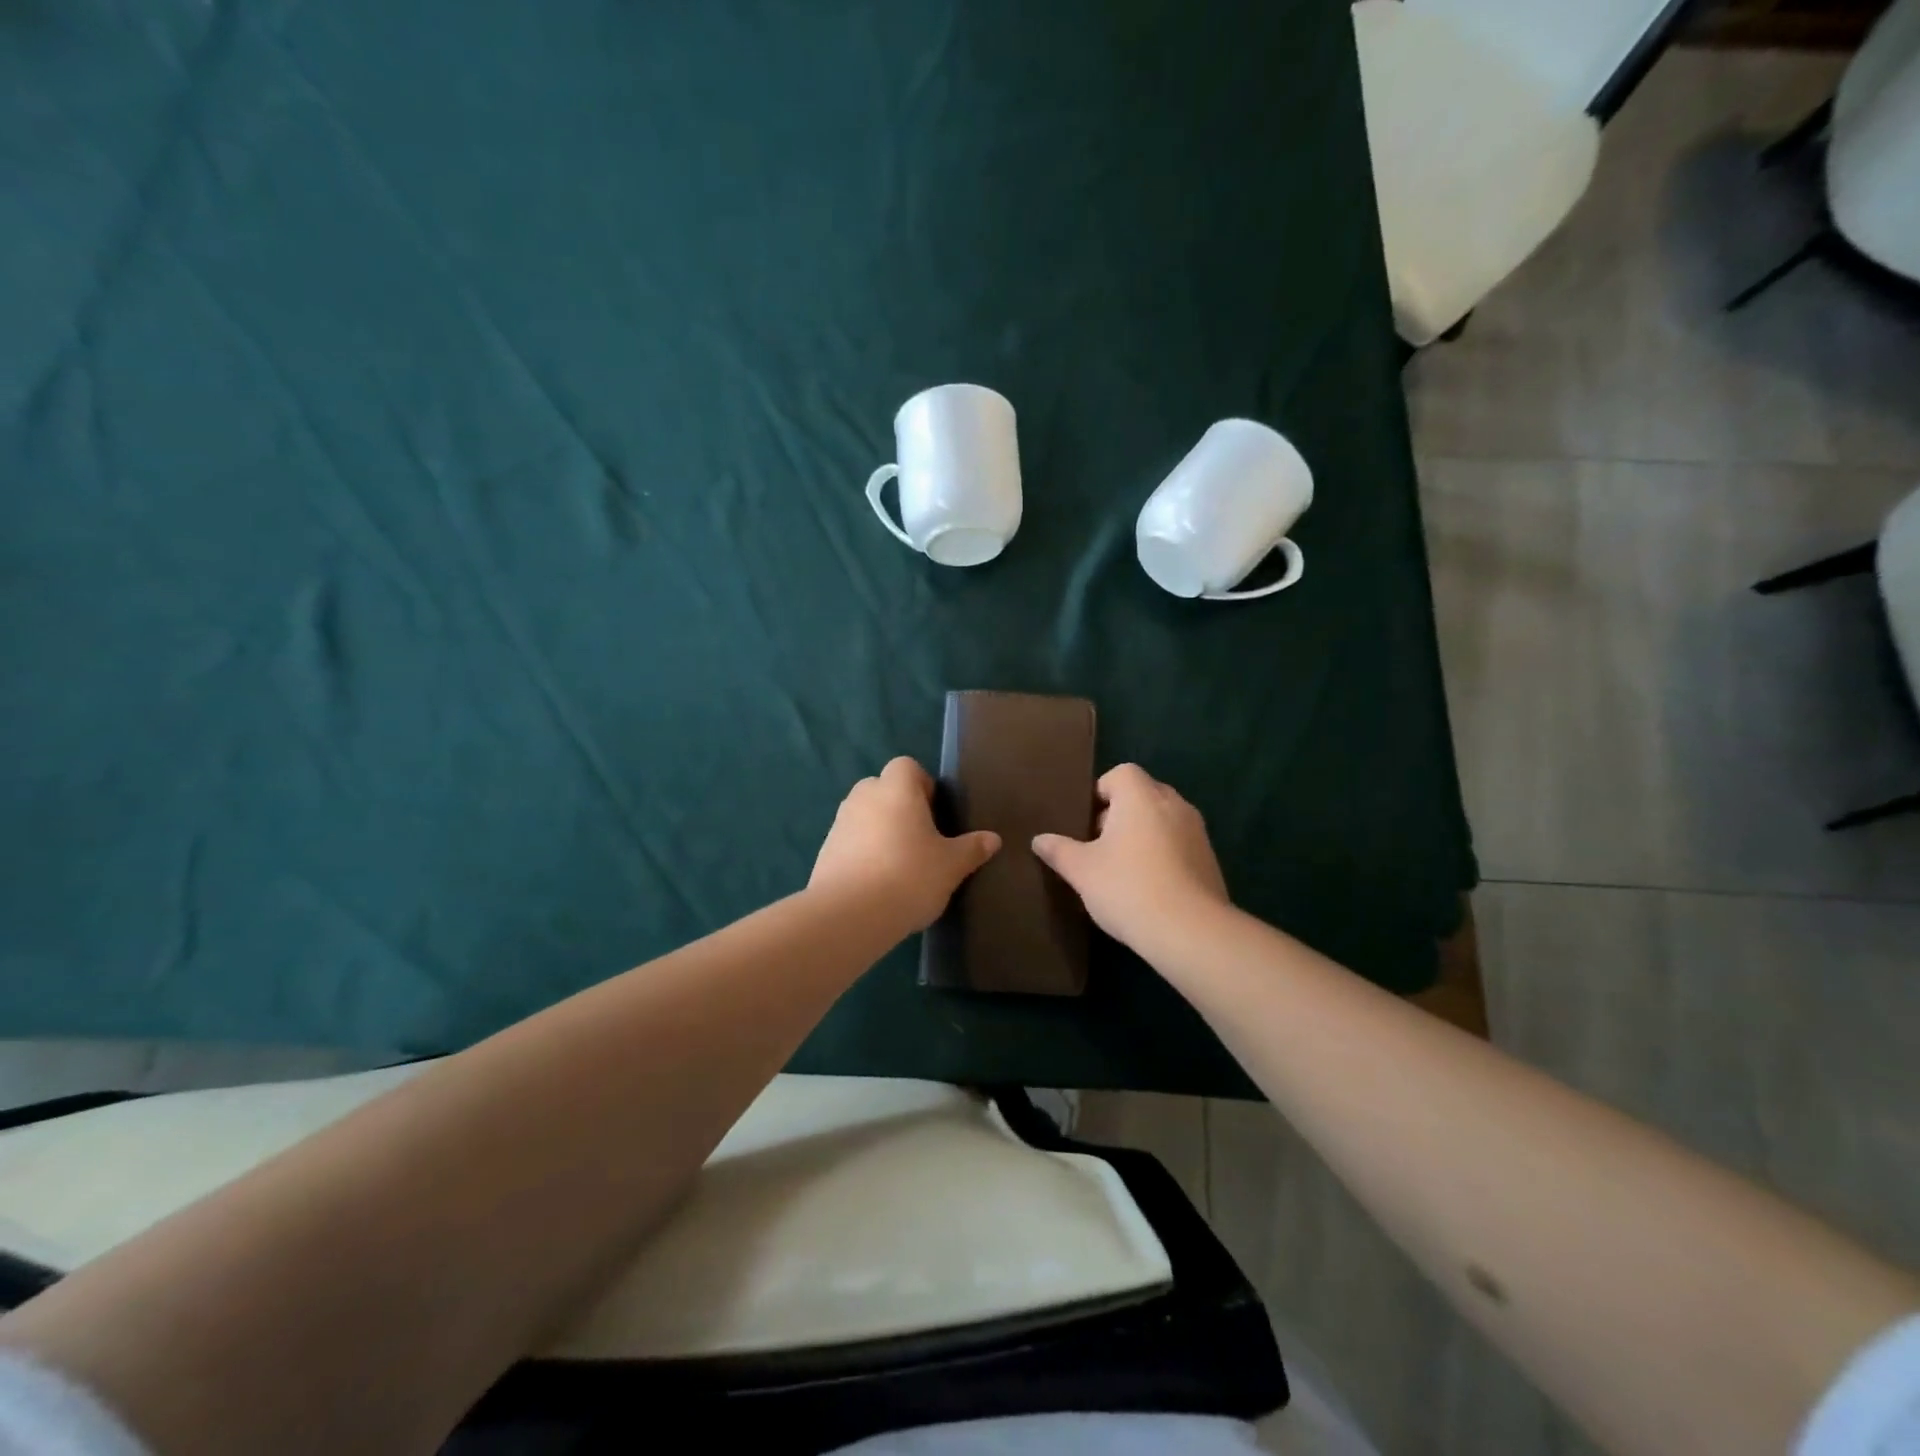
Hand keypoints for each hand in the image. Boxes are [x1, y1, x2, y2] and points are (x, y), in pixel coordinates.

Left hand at [810, 758, 1000, 932]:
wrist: (850, 914)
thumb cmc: (909, 876)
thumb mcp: (952, 865)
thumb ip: (972, 848)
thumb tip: (993, 839)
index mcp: (896, 789)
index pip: (907, 767)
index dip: (922, 785)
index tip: (935, 814)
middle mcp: (863, 797)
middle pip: (883, 789)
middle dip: (900, 808)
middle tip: (921, 840)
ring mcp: (839, 823)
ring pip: (865, 816)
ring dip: (880, 830)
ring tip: (899, 865)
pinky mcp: (824, 851)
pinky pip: (850, 841)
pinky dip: (862, 853)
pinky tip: (877, 883)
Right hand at [1033, 763, 1230, 955]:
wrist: (1190, 931)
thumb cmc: (1128, 888)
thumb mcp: (1081, 871)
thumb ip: (1059, 851)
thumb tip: (1039, 840)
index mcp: (1141, 797)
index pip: (1121, 773)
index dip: (1101, 792)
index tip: (1088, 823)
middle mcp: (1173, 804)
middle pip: (1144, 794)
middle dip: (1121, 814)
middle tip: (1100, 846)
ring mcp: (1197, 831)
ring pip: (1163, 820)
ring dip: (1144, 834)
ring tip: (1123, 868)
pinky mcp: (1210, 859)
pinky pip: (1180, 844)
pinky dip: (1164, 854)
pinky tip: (1150, 887)